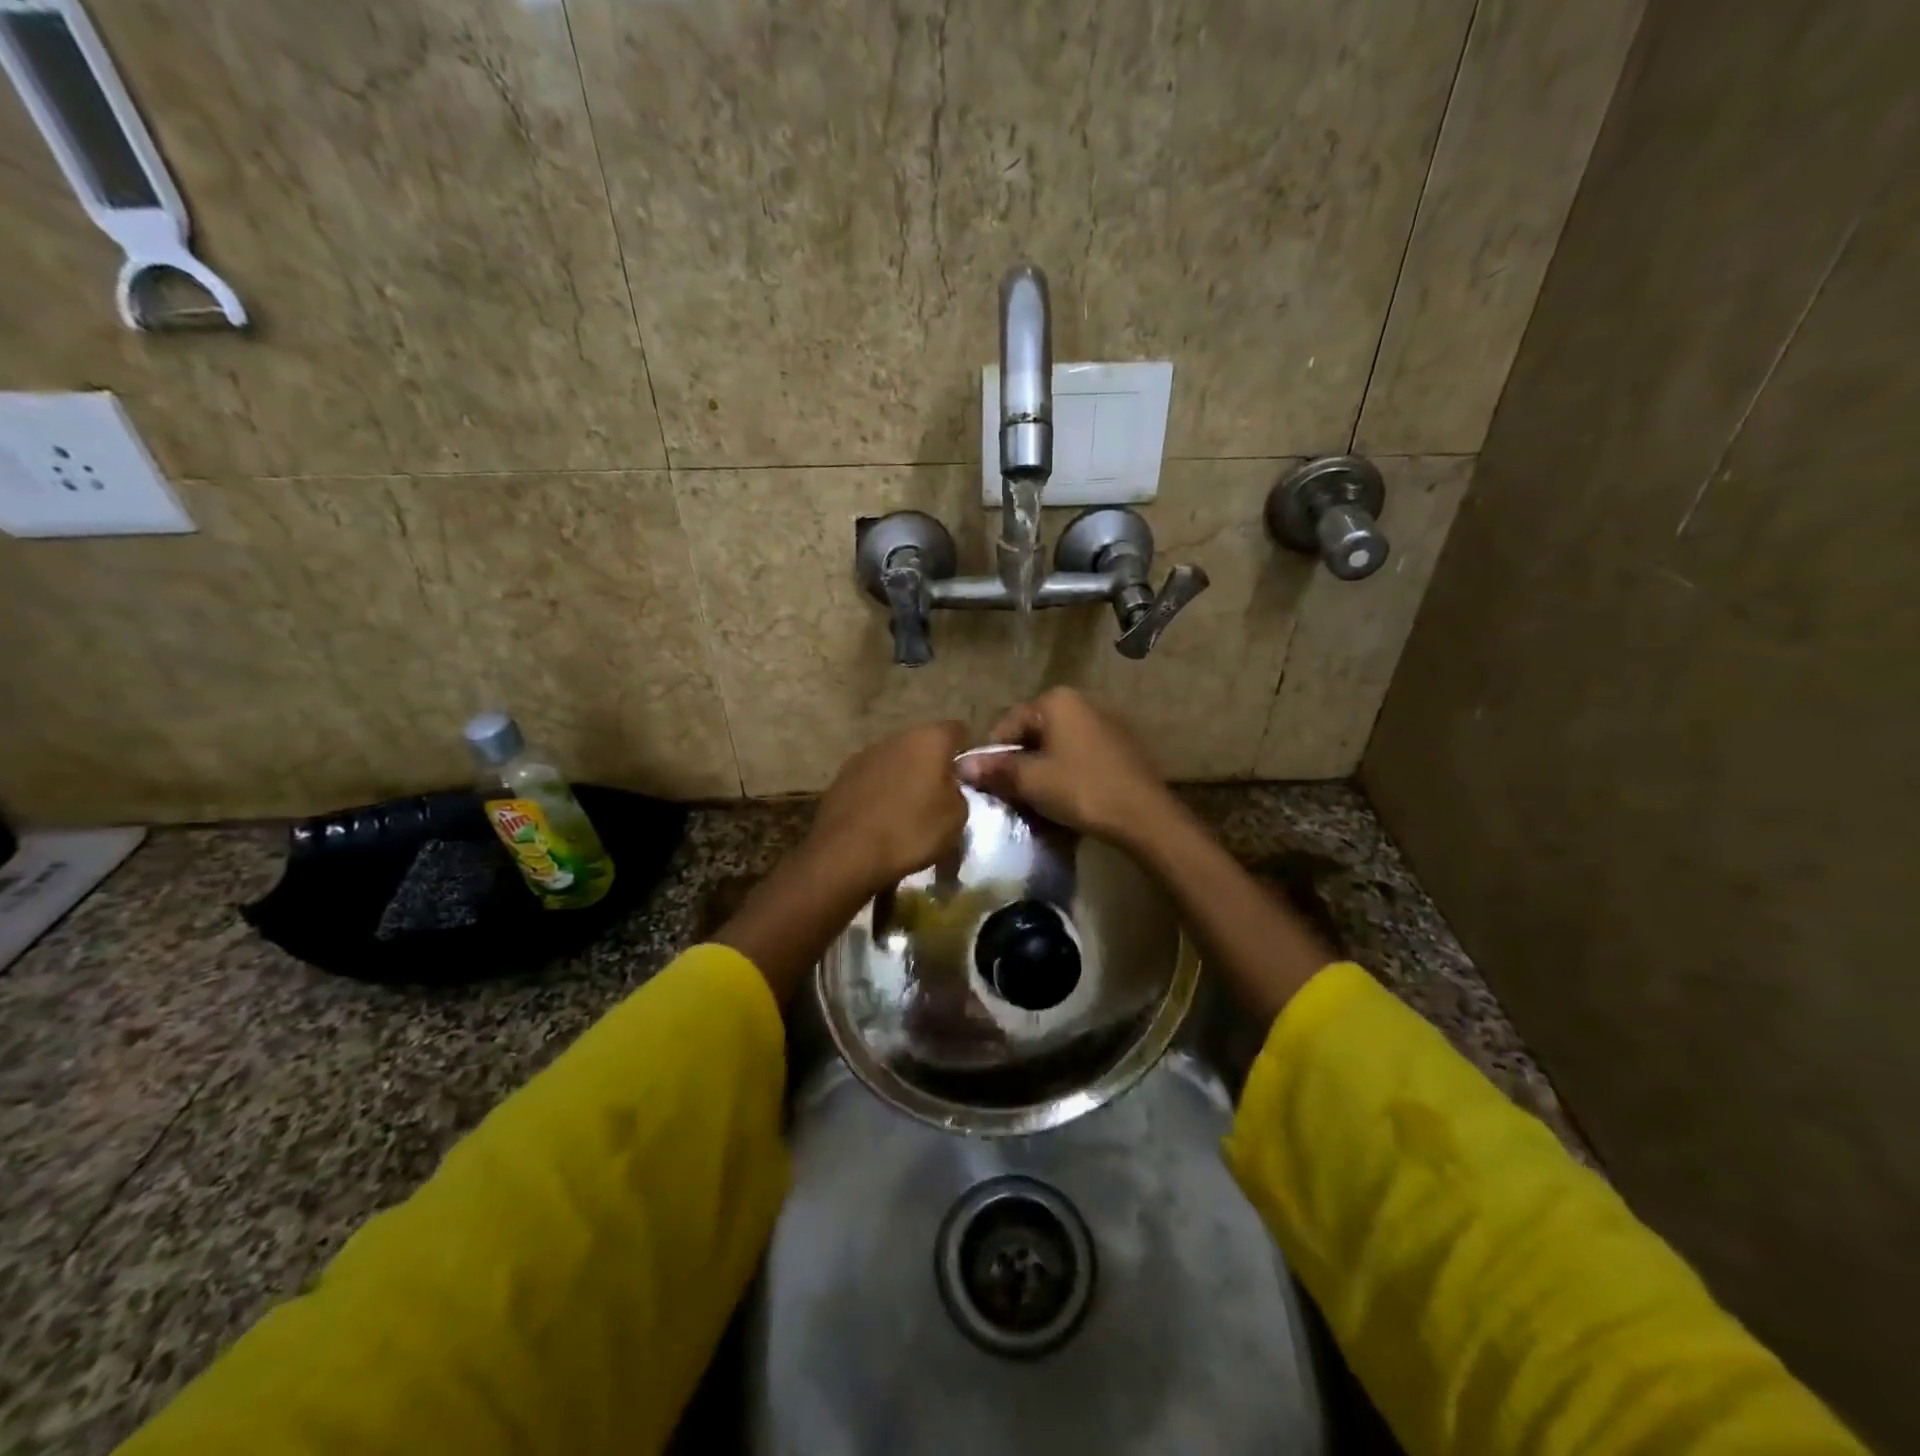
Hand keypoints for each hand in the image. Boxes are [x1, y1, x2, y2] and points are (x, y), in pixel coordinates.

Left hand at [807, 720, 970, 894]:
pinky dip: (881, 792)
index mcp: (929, 739)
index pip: (958, 730)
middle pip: (923, 744)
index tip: (968, 775)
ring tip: (908, 810)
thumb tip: (949, 784)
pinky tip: (881, 818)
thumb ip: (959, 791)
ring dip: (904, 777)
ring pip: (895, 760)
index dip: (966, 749)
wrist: (847, 853)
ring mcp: (865, 755)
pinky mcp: (842, 776)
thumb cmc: (911, 831)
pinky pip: (873, 779)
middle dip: (932, 765)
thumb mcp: (956, 818)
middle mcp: (896, 737)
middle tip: (940, 795)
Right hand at [956, 688, 1174, 846]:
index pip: (1008, 723)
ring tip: (1040, 796)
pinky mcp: (1121, 742)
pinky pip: (1081, 750)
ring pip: (1058, 742)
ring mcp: (1106, 720)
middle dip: (1020, 760)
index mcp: (1057, 700)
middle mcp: (1082, 700)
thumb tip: (960, 764)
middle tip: (1014, 793)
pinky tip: (1069, 793)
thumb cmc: (1081, 790)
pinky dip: (1068, 768)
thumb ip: (995, 769)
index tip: (992, 784)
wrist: (1144, 815)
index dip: (994, 755)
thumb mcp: (1031, 781)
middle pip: (1034, 730)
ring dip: (1043, 766)